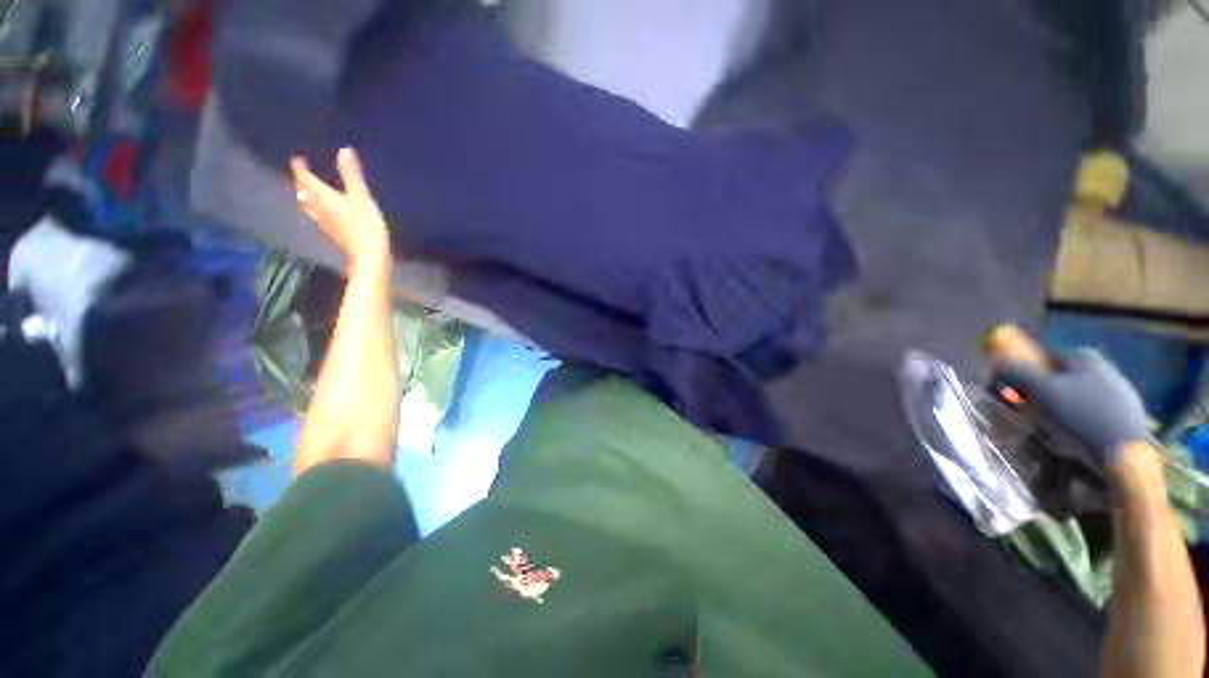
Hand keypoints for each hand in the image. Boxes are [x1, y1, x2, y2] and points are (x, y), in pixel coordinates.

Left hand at [291, 148, 390, 271]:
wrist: (370, 255)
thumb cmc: (365, 225)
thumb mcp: (361, 197)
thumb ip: (352, 175)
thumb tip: (344, 150)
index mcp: (322, 197)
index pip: (305, 179)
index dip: (299, 168)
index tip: (296, 158)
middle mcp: (318, 208)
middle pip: (304, 192)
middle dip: (301, 181)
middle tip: (302, 172)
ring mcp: (325, 222)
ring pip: (309, 205)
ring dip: (307, 195)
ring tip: (308, 189)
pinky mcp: (334, 232)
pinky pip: (319, 214)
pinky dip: (317, 206)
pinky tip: (324, 209)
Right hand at [994, 348, 1151, 465]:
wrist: (1126, 453)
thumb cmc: (1080, 417)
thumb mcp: (1040, 391)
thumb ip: (1016, 371)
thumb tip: (996, 360)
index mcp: (1084, 357)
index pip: (1045, 354)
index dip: (1025, 367)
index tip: (1011, 385)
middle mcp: (1105, 367)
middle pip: (1062, 375)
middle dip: (1041, 389)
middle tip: (1026, 408)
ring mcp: (1121, 392)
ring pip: (1079, 394)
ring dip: (1059, 405)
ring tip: (1047, 426)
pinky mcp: (1128, 415)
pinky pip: (1093, 412)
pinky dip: (1078, 420)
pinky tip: (1072, 437)